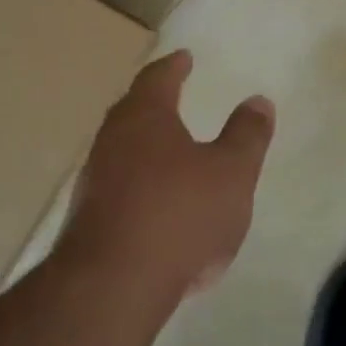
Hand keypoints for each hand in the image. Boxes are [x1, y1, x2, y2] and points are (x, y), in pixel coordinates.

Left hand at [62, 50, 274, 297]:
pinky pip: (118, 189)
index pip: (158, 78)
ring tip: (169, 151)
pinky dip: (139, 185)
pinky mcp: (87, 221)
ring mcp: (94, 181)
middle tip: (172, 95)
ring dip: (145, 146)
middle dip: (155, 102)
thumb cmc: (178, 214)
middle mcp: (112, 140)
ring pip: (122, 150)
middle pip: (133, 110)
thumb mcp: (231, 173)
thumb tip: (258, 100)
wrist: (110, 288)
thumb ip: (247, 136)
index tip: (184, 57)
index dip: (174, 66)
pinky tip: (157, 207)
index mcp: (145, 117)